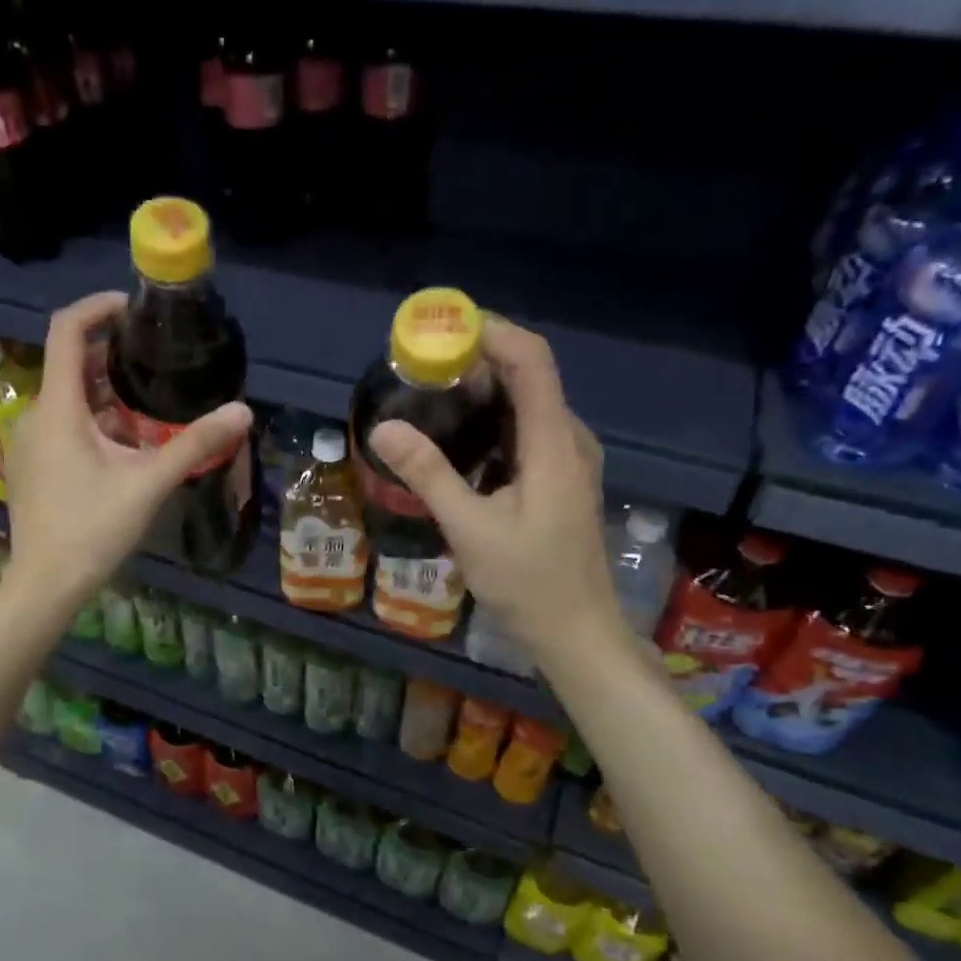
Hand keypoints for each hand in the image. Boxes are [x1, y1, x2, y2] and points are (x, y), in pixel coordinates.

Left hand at [3, 292, 252, 609]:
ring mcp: (27, 443)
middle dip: (111, 358)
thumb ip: (195, 443)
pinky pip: (61, 427)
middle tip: (155, 363)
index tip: (132, 308)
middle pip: (71, 366)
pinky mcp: (30, 467)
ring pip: (68, 401)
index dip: (97, 307)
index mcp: (58, 408)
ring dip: (105, 395)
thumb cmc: (93, 529)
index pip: (66, 330)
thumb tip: (242, 411)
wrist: (46, 584)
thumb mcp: (149, 483)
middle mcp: (35, 416)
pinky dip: (91, 422)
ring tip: (149, 408)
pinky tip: (123, 449)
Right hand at [368, 318, 627, 656]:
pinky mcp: (559, 479)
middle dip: (476, 360)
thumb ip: (428, 473)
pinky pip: (525, 431)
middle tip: (420, 367)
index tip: (441, 328)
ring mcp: (568, 459)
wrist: (576, 632)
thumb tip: (383, 426)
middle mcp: (568, 439)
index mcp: (553, 443)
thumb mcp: (469, 528)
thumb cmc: (527, 582)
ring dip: (482, 392)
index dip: (491, 332)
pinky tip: (456, 441)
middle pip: (528, 375)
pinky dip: (490, 421)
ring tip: (429, 396)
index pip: (531, 360)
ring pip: (526, 404)